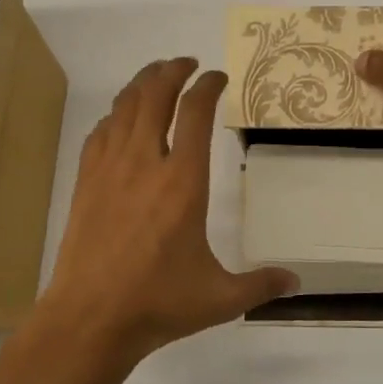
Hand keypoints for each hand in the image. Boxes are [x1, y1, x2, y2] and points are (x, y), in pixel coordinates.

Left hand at [38, 58, 296, 366]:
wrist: (89, 319)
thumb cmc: (158, 303)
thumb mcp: (220, 297)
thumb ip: (261, 285)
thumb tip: (296, 282)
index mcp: (184, 182)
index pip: (196, 112)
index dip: (208, 86)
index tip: (218, 78)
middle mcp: (145, 164)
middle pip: (155, 95)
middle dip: (172, 70)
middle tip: (186, 64)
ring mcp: (109, 171)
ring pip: (124, 108)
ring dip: (141, 84)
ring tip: (156, 76)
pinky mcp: (85, 184)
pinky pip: (100, 133)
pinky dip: (114, 115)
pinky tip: (120, 118)